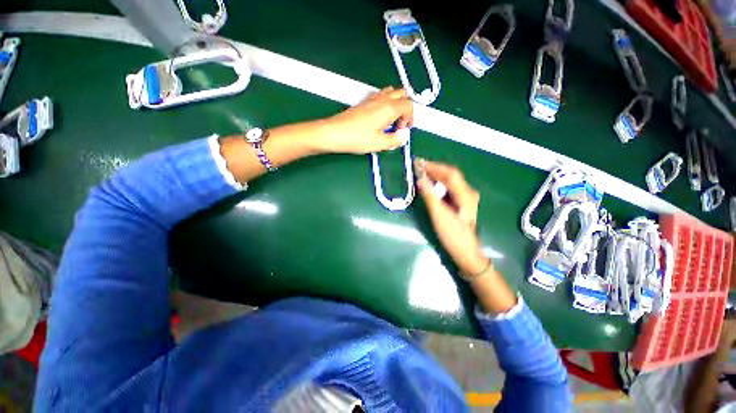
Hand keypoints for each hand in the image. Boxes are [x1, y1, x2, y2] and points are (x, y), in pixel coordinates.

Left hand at [321, 87, 413, 153]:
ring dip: (396, 104)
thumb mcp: (380, 143)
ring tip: (391, 121)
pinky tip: (380, 118)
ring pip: (391, 93)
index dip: (411, 117)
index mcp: (389, 108)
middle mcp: (382, 99)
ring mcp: (372, 99)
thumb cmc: (357, 138)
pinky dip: (386, 103)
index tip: (405, 130)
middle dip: (406, 108)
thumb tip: (402, 138)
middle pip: (402, 94)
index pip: (409, 105)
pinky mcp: (363, 102)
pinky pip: (380, 96)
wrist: (334, 133)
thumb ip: (395, 140)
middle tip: (400, 124)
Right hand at [416, 159, 488, 275]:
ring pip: (450, 180)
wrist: (466, 252)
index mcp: (465, 194)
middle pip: (450, 175)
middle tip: (417, 166)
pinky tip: (430, 184)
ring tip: (421, 173)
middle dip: (434, 169)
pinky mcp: (461, 202)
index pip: (449, 173)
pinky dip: (438, 183)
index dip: (434, 167)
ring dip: (435, 175)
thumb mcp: (439, 216)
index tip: (419, 163)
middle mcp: (468, 192)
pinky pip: (449, 187)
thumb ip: (430, 196)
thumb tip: (420, 179)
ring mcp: (466, 197)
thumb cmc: (453, 235)